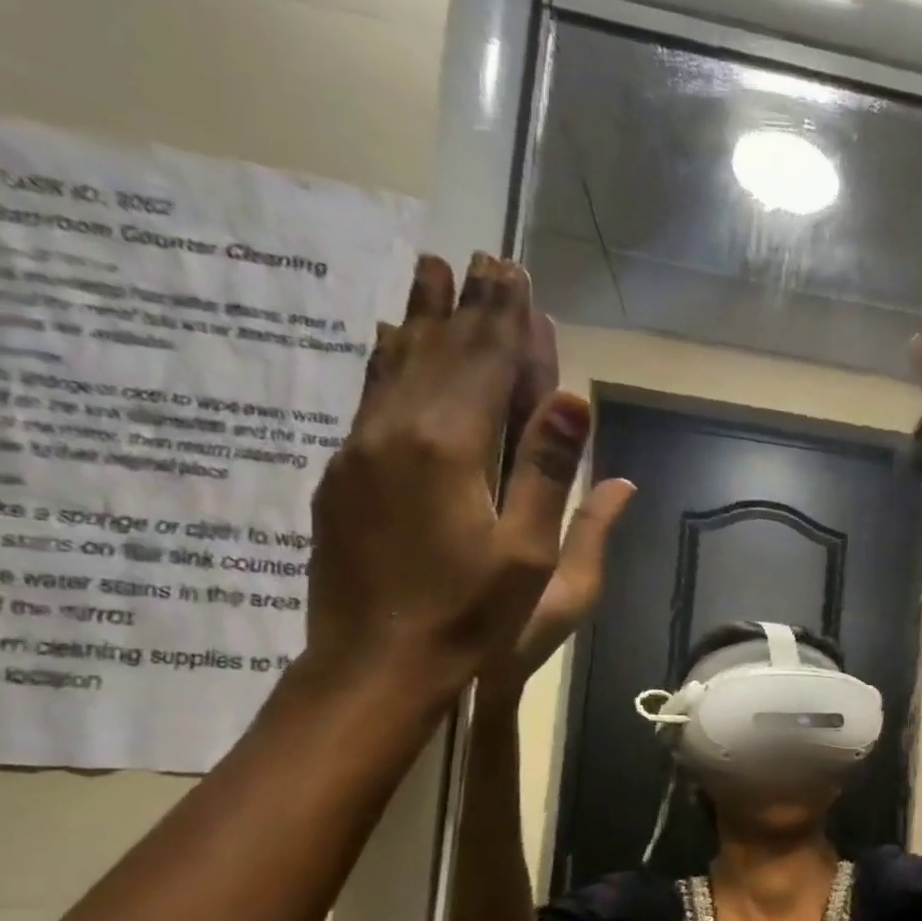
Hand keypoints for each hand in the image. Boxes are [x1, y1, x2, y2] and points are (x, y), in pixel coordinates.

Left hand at [302, 252, 607, 702]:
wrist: (376, 662)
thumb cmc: (471, 615)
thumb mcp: (531, 554)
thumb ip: (547, 472)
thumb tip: (578, 401)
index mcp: (449, 448)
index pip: (486, 365)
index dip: (507, 320)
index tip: (517, 274)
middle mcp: (396, 432)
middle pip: (440, 352)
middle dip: (468, 306)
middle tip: (482, 258)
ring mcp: (360, 450)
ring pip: (396, 365)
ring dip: (422, 317)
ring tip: (431, 270)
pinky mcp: (343, 473)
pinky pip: (370, 396)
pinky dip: (388, 359)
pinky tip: (389, 339)